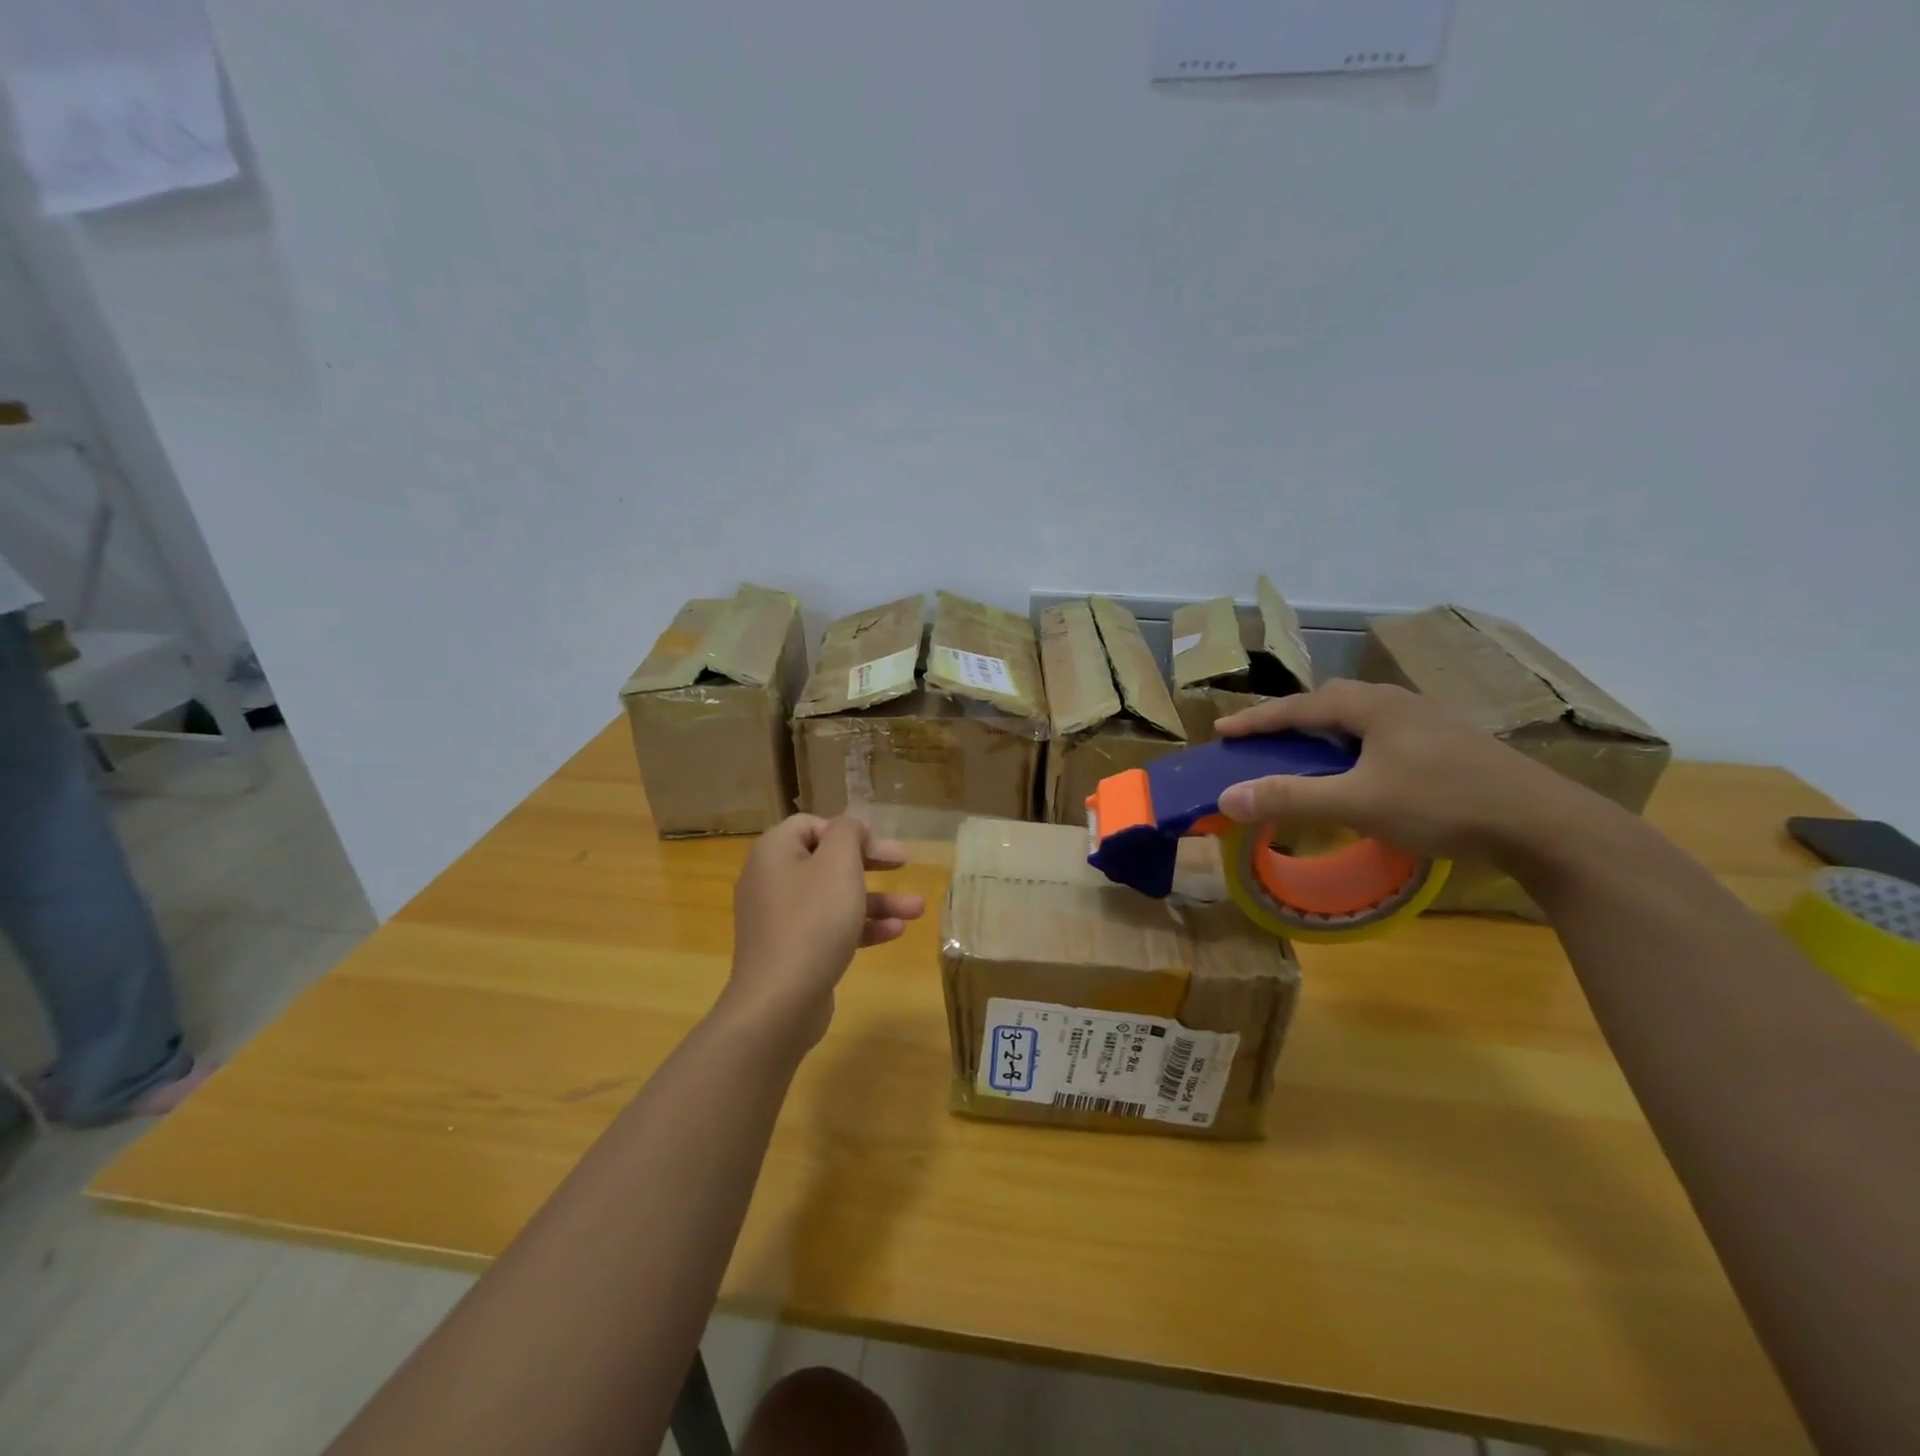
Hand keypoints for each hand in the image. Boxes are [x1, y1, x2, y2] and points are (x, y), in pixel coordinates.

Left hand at [722, 815, 924, 1050]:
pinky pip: (828, 928)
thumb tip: (851, 829)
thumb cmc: (812, 921)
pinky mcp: (790, 951)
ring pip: (833, 897)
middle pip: (826, 860)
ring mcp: (779, 919)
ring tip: (917, 909)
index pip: (813, 824)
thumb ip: (848, 833)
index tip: (881, 848)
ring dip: (876, 899)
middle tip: (904, 865)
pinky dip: (860, 926)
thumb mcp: (839, 864)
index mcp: (774, 852)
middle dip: (871, 864)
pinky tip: (895, 932)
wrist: (779, 1002)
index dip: (850, 831)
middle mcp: (771, 880)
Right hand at [1213, 681, 1592, 863]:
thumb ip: (1289, 798)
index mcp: (1373, 707)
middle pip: (1332, 701)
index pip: (1299, 706)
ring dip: (1327, 731)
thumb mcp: (1357, 803)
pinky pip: (1385, 733)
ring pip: (1362, 716)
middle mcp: (1400, 703)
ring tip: (1309, 754)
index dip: (1257, 719)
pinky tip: (1363, 770)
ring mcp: (1431, 721)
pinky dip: (1356, 745)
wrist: (1544, 824)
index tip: (1222, 730)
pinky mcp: (1451, 744)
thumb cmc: (1442, 804)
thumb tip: (1226, 797)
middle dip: (1292, 718)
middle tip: (1266, 740)